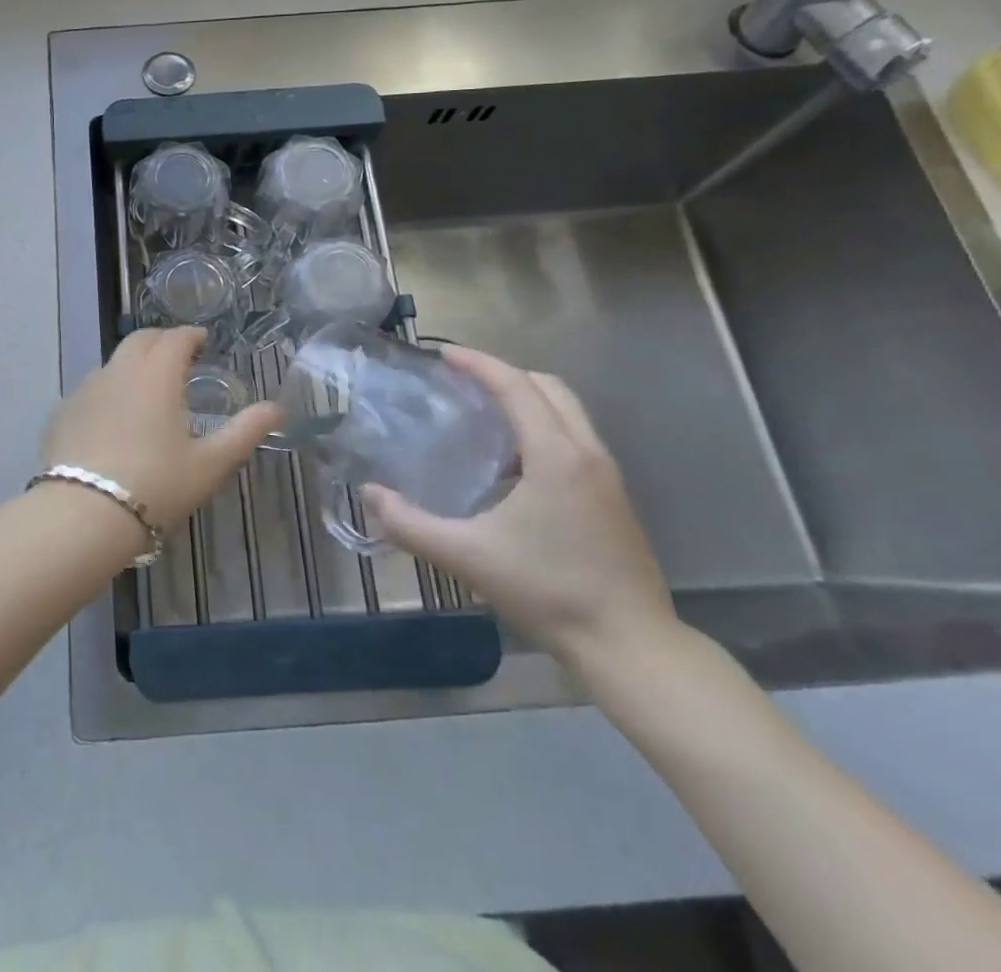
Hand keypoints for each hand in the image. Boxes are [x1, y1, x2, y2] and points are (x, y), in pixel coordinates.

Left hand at [41, 328, 281, 532]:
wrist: (83, 514)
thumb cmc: (157, 485)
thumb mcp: (211, 463)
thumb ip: (245, 431)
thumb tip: (277, 408)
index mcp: (156, 374)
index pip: (175, 338)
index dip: (190, 336)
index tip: (202, 341)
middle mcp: (118, 371)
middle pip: (139, 340)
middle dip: (161, 341)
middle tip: (176, 356)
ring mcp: (85, 390)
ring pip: (113, 363)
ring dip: (132, 364)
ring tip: (146, 389)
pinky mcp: (62, 412)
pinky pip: (90, 390)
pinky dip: (108, 391)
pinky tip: (112, 418)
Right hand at [360, 346, 676, 671]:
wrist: (631, 646)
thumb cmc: (548, 592)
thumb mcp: (467, 557)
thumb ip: (410, 524)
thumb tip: (369, 494)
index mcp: (555, 455)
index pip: (515, 387)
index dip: (478, 364)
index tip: (443, 355)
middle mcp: (587, 453)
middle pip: (548, 387)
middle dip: (504, 374)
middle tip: (462, 382)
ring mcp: (607, 475)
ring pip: (567, 411)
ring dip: (526, 400)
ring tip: (483, 417)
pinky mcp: (614, 498)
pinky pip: (575, 438)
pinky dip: (542, 427)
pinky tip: (512, 466)